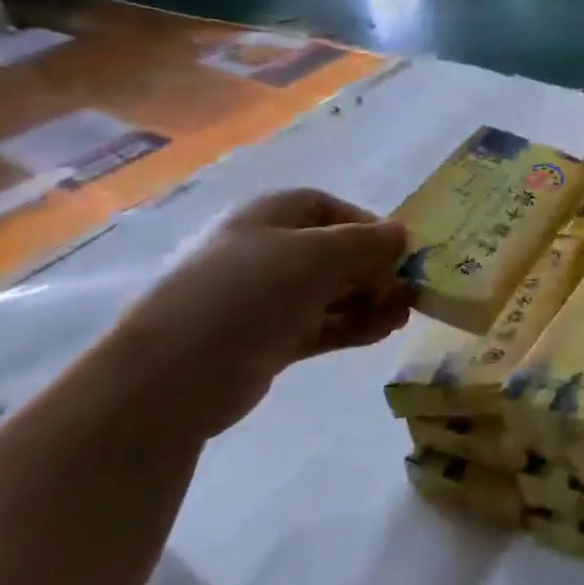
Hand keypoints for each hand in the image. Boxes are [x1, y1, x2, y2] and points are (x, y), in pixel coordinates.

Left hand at [97, 189, 411, 441]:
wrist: (174, 376)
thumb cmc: (248, 292)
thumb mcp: (318, 254)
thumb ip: (367, 242)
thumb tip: (401, 233)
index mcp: (269, 217)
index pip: (328, 209)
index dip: (367, 224)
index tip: (399, 249)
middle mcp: (266, 252)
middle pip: (333, 252)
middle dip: (374, 268)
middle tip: (409, 288)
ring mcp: (264, 299)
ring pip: (330, 292)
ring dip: (370, 299)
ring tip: (404, 315)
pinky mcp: (266, 340)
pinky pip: (321, 325)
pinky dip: (353, 325)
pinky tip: (383, 332)